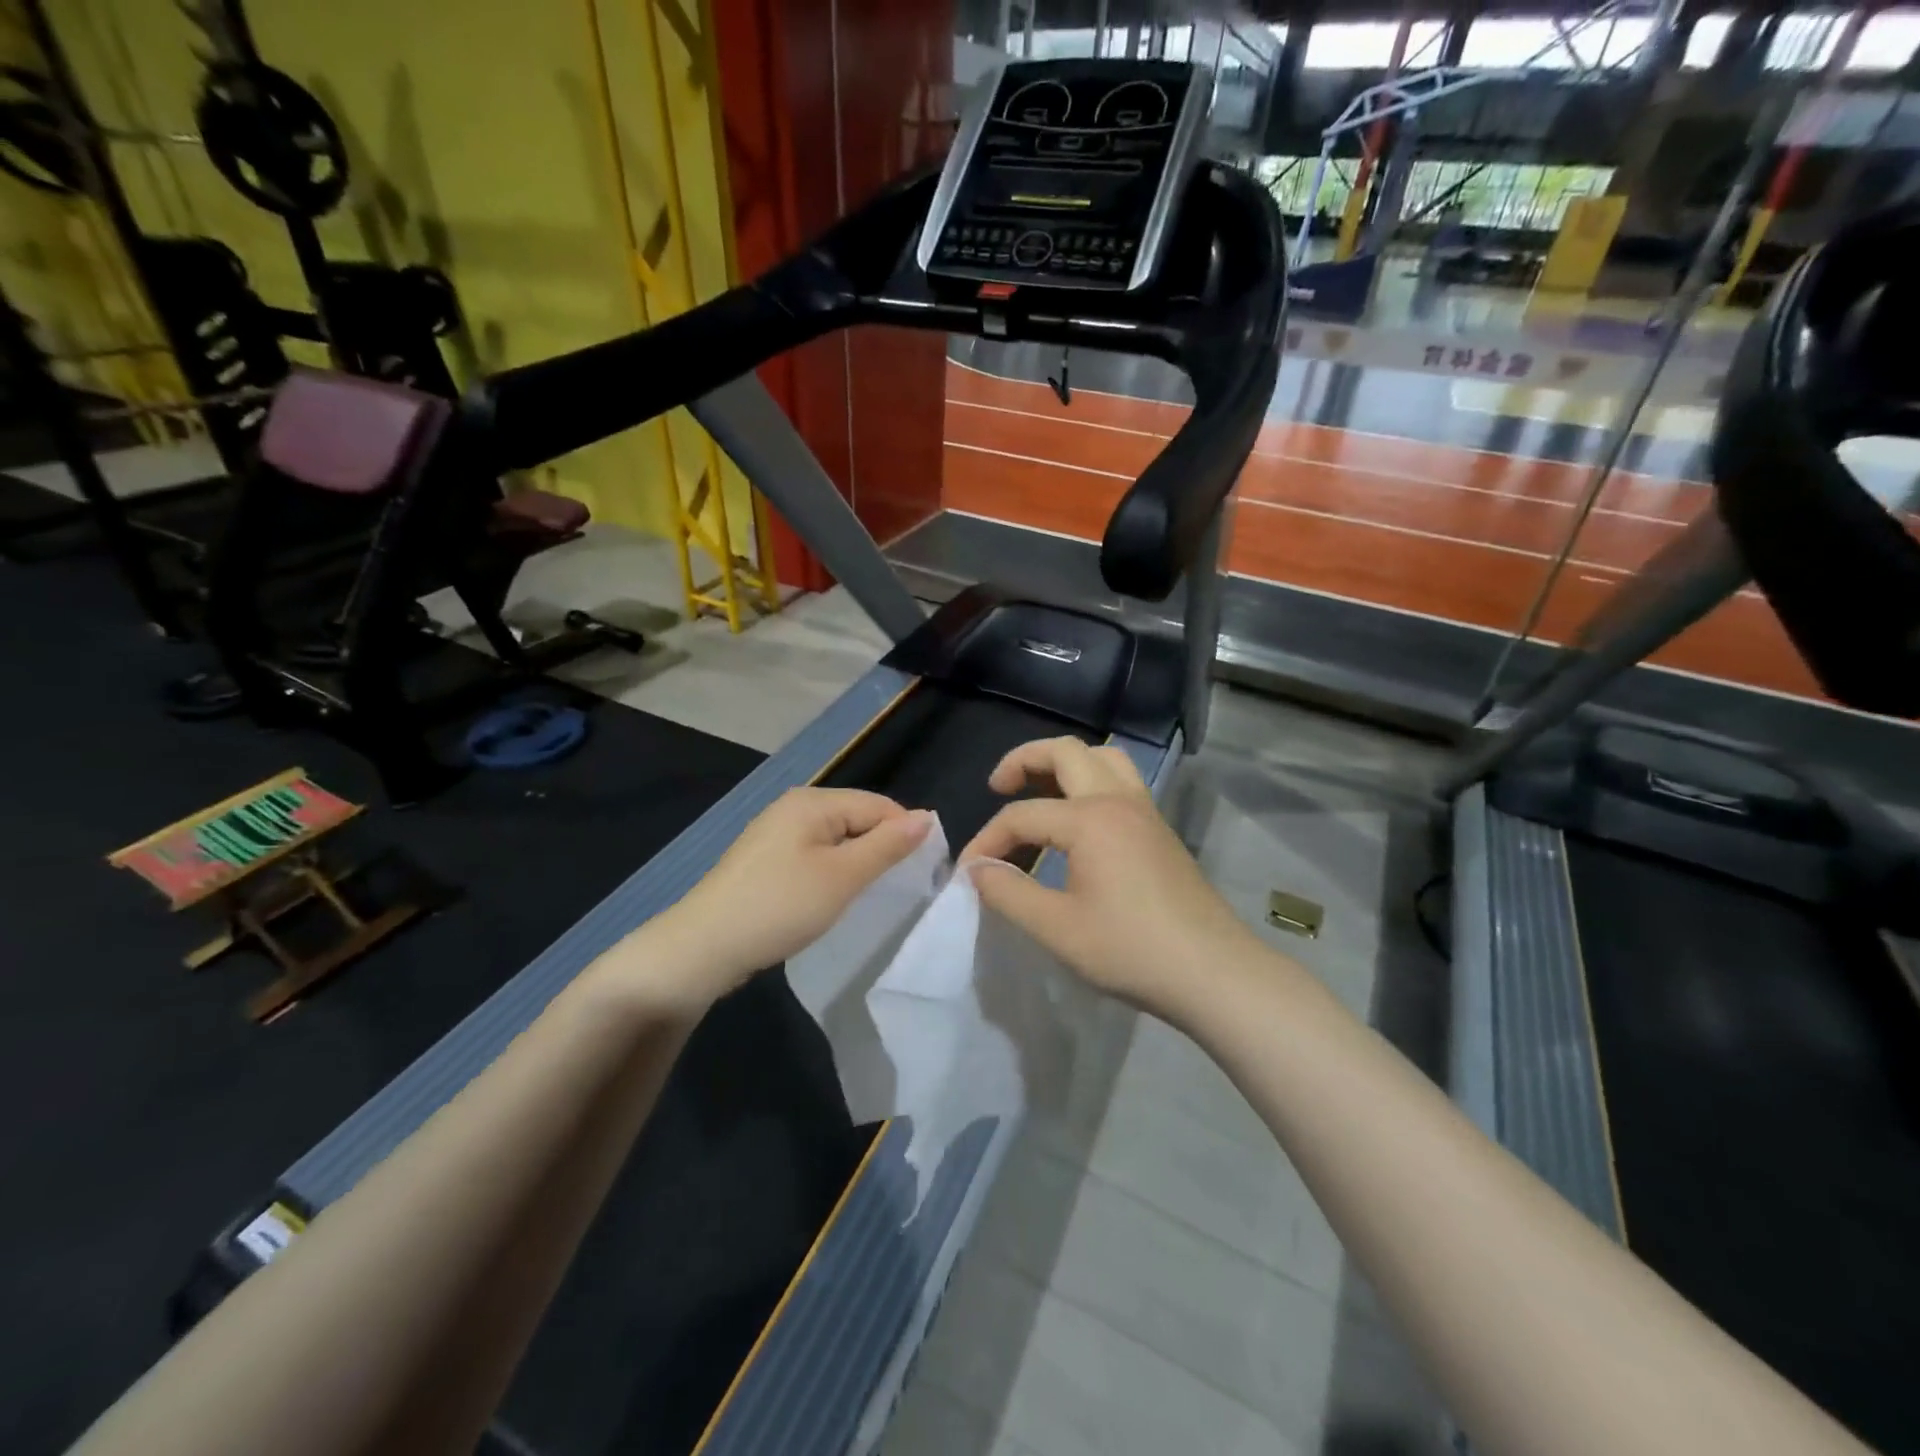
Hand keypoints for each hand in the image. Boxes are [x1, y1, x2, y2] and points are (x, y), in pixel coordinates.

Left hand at [616, 788, 932, 1011]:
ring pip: (836, 838)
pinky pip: (814, 854)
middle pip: (857, 817)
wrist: (703, 947)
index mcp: (813, 801)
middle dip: (881, 847)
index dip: (905, 834)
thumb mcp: (843, 877)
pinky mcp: (765, 859)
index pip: (878, 805)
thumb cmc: (780, 906)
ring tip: (870, 894)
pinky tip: (833, 896)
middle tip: (899, 888)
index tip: (923, 873)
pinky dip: (832, 871)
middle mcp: (794, 806)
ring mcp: (775, 832)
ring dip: (857, 862)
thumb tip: (927, 817)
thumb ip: (886, 846)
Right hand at [961, 738, 1255, 1020]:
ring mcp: (1145, 811)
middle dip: (1024, 760)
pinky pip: (1121, 780)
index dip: (987, 840)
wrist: (1214, 972)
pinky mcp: (1160, 829)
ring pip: (1101, 758)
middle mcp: (1118, 800)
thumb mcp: (1057, 928)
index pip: (1022, 815)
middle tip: (998, 787)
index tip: (967, 872)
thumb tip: (977, 869)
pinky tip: (1078, 819)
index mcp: (1090, 819)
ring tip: (1039, 790)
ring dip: (1064, 763)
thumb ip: (1008, 892)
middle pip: (1066, 752)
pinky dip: (1090, 781)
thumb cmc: (1131, 950)